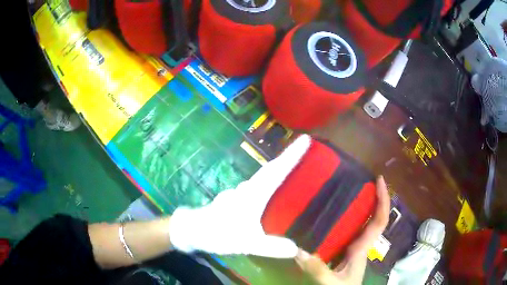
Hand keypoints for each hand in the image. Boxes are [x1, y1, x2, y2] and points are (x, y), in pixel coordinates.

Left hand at [168, 135, 312, 257]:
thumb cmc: (218, 233)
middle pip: (271, 169)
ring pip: (262, 177)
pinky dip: (267, 183)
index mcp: (253, 194)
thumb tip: (296, 248)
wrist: (192, 230)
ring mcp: (239, 193)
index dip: (292, 155)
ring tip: (293, 167)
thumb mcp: (246, 243)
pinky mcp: (235, 200)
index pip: (276, 171)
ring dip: (277, 169)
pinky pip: (256, 187)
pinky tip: (271, 192)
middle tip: (304, 148)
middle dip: (287, 157)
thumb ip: (270, 247)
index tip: (305, 139)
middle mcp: (247, 189)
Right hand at [295, 176, 390, 284]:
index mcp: (362, 248)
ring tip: (345, 191)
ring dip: (359, 207)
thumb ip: (318, 269)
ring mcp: (352, 249)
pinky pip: (347, 232)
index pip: (379, 221)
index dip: (383, 200)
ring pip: (361, 224)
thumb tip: (298, 250)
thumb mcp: (332, 283)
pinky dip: (344, 220)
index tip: (380, 180)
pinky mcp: (343, 253)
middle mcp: (360, 244)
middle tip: (361, 180)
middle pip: (373, 218)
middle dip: (373, 198)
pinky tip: (330, 216)